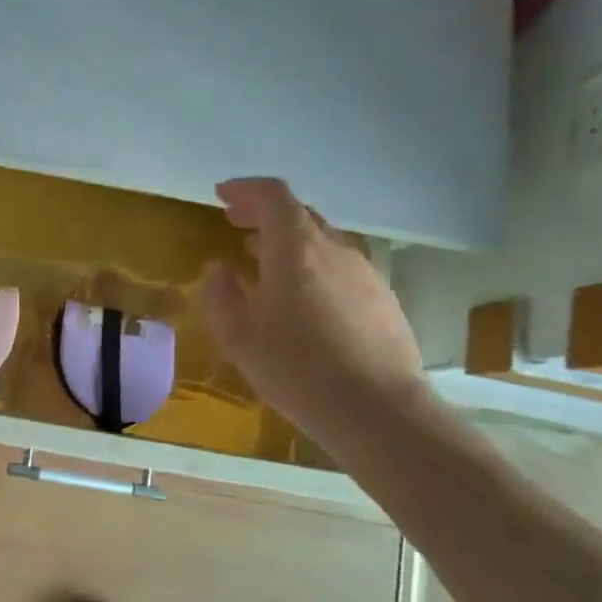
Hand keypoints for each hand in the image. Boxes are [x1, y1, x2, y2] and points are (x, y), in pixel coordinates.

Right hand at [198, 177, 427, 442]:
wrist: (379, 411)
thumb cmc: (298, 369)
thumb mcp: (239, 337)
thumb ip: (220, 295)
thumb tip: (219, 270)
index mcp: (296, 247)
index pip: (272, 195)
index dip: (244, 190)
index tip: (222, 197)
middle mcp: (334, 248)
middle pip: (299, 214)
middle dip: (264, 214)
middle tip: (236, 225)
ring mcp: (364, 272)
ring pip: (321, 241)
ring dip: (289, 243)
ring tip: (263, 263)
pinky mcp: (382, 298)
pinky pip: (339, 268)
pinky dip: (313, 267)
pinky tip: (303, 300)